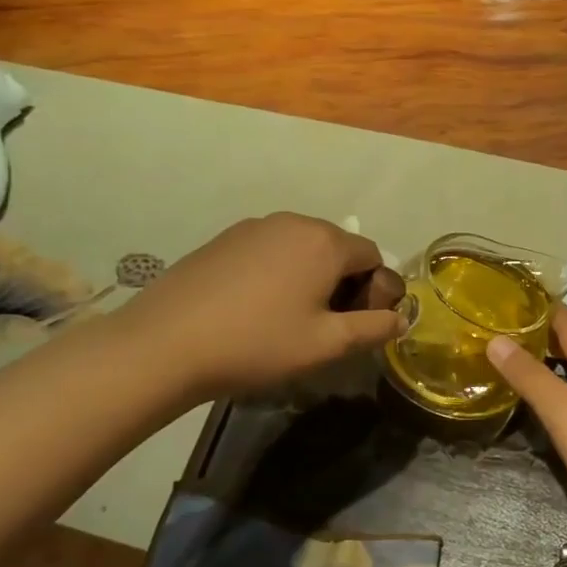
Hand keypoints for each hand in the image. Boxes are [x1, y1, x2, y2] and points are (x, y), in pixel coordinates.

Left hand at [117, 213, 404, 398]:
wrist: (165, 344)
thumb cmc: (258, 343)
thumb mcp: (327, 344)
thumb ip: (374, 328)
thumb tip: (401, 318)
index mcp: (325, 242)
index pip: (373, 256)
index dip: (374, 290)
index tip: (355, 324)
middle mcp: (293, 222)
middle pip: (338, 248)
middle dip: (343, 282)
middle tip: (324, 325)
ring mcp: (253, 227)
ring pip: (302, 248)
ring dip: (310, 277)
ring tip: (287, 318)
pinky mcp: (223, 239)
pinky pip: (269, 250)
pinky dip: (277, 273)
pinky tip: (254, 308)